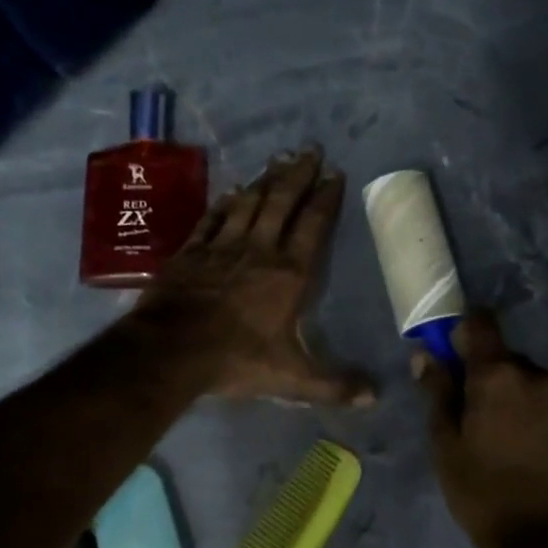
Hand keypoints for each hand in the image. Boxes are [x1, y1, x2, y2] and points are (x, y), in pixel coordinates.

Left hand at [138, 148, 374, 405]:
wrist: (172, 349)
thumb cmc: (237, 359)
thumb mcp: (292, 379)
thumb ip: (333, 386)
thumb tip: (375, 399)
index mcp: (289, 274)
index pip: (313, 225)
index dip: (326, 198)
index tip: (335, 173)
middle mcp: (259, 249)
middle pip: (282, 202)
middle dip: (299, 174)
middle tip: (310, 149)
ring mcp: (223, 246)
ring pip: (249, 202)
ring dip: (265, 179)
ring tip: (278, 158)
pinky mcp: (191, 251)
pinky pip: (213, 218)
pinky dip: (225, 203)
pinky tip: (233, 191)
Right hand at [416, 311, 547, 547]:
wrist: (541, 540)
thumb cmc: (480, 490)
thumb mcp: (445, 443)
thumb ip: (437, 392)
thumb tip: (425, 354)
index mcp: (497, 376)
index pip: (482, 324)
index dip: (467, 331)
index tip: (457, 351)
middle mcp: (538, 377)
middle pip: (510, 361)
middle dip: (494, 378)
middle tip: (481, 416)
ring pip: (537, 387)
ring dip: (523, 400)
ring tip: (514, 442)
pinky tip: (541, 455)